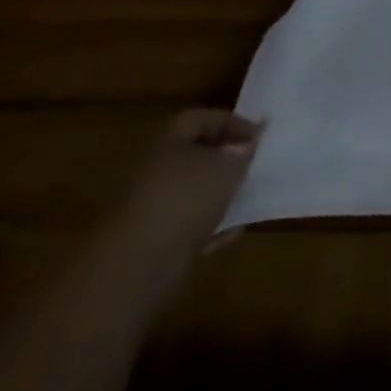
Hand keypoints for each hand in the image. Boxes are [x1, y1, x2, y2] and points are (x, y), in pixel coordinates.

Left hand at [115, 109, 262, 253]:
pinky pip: (188, 228)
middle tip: (253, 163)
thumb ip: (243, 151)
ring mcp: (150, 212)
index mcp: (168, 144)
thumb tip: (249, 144)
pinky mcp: (151, 247)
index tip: (257, 135)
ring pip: (192, 194)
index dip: (231, 121)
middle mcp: (154, 173)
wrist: (134, 271)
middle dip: (224, 159)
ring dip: (218, 194)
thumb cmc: (184, 200)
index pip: (200, 119)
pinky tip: (233, 231)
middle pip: (194, 156)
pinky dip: (211, 228)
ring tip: (247, 195)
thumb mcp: (228, 165)